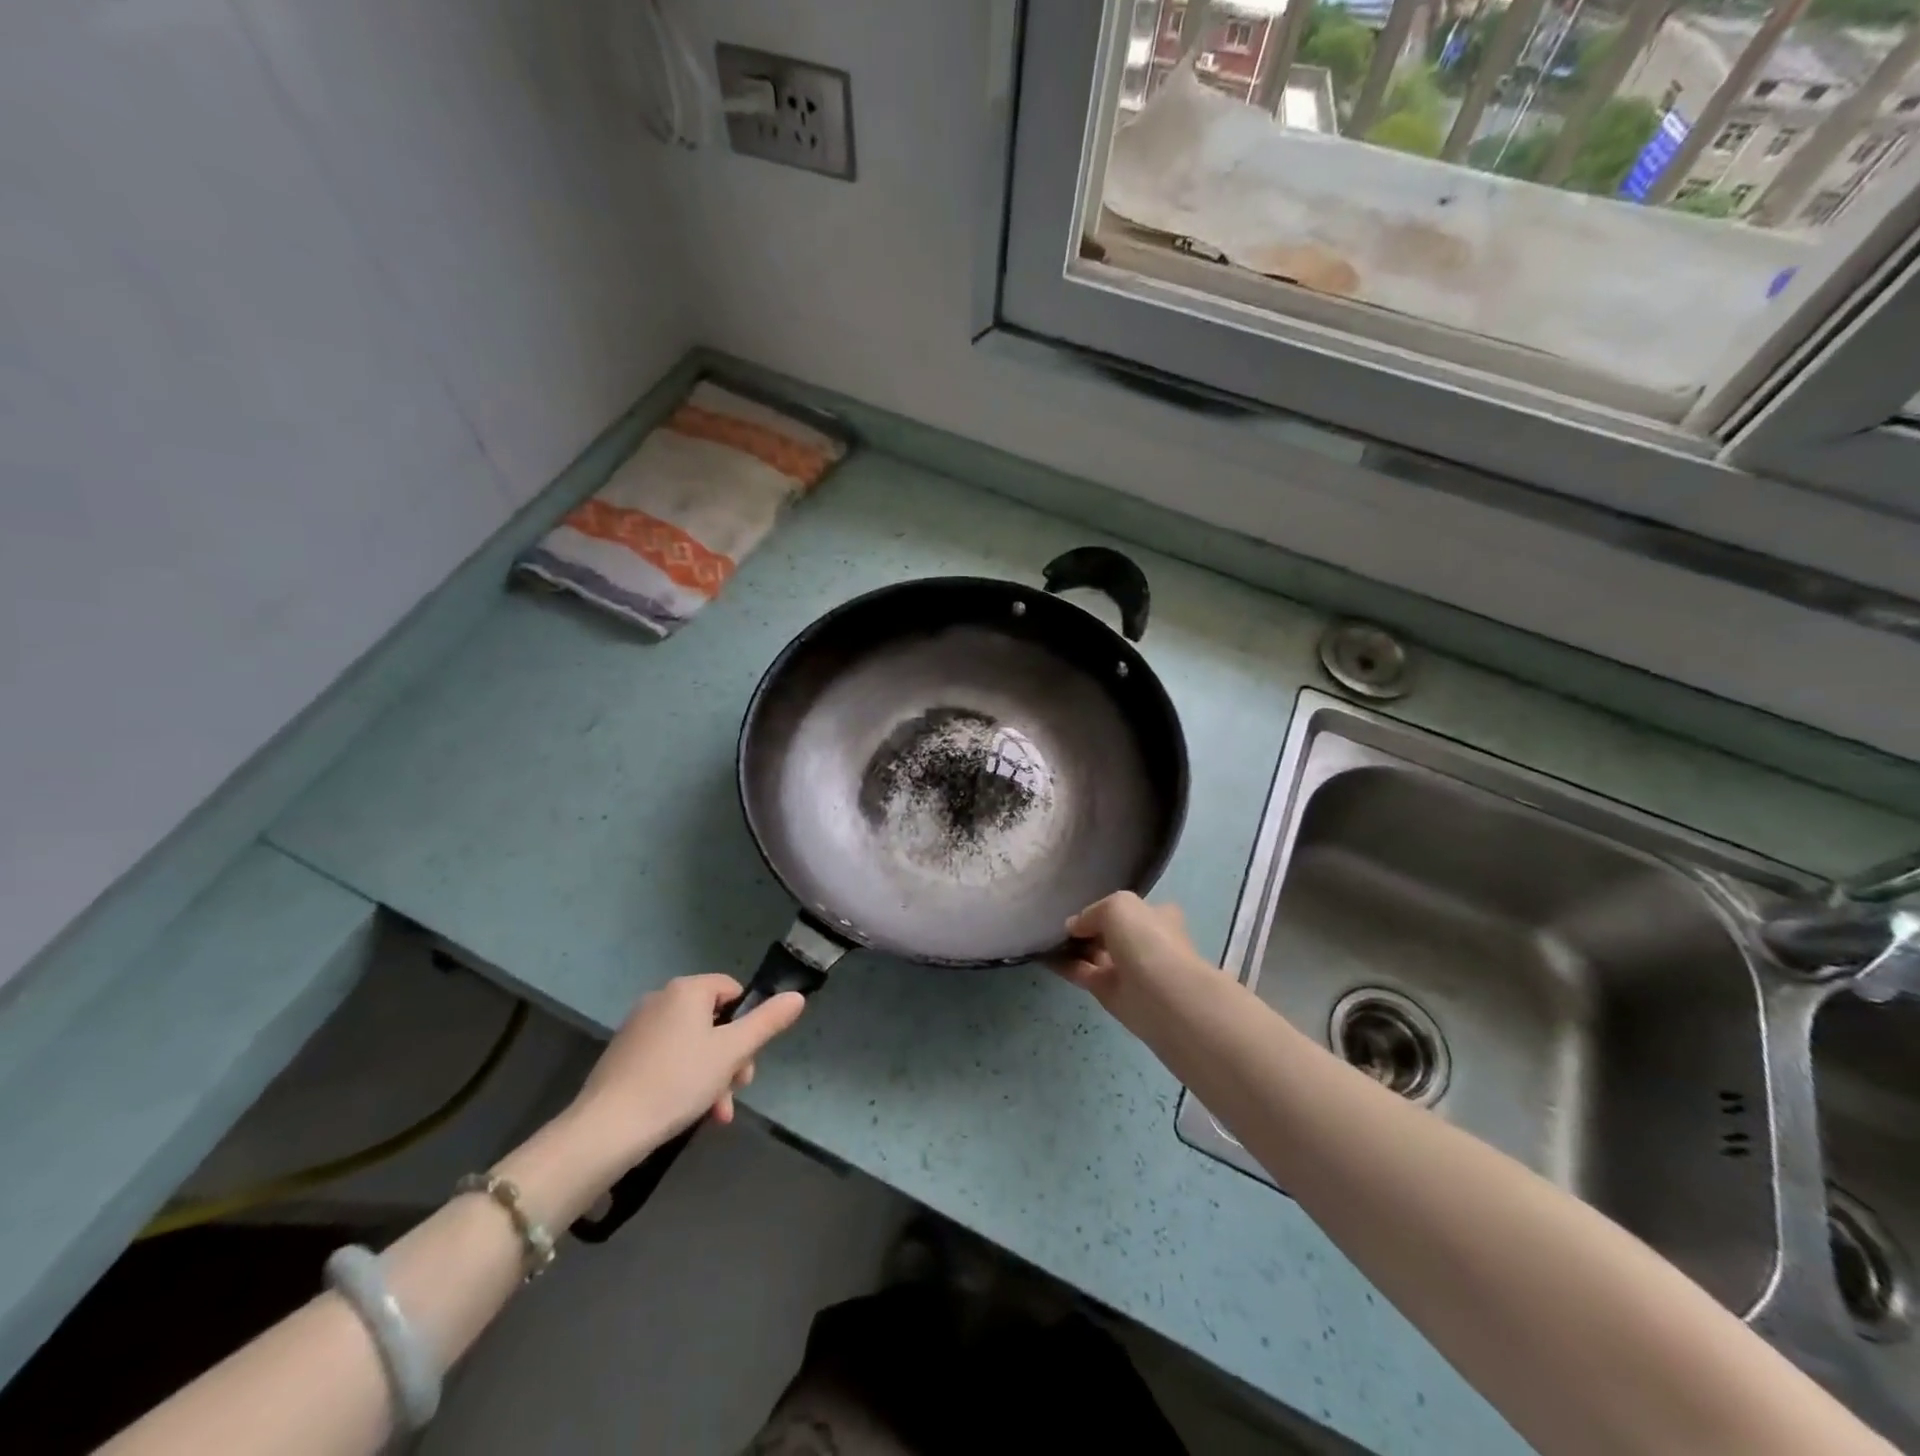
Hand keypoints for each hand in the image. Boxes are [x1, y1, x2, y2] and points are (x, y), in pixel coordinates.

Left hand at [569, 975, 806, 1170]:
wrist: (606, 1129)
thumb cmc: (677, 1081)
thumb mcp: (732, 1052)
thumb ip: (767, 1022)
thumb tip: (797, 996)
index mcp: (687, 989)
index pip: (732, 990)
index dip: (747, 1022)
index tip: (748, 1059)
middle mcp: (660, 999)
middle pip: (712, 1021)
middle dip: (730, 1058)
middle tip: (735, 1091)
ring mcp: (637, 1028)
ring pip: (691, 1045)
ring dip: (711, 1076)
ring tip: (714, 1115)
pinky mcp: (622, 1056)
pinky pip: (666, 1059)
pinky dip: (683, 1080)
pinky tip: (687, 1112)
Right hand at [1053, 893, 1203, 1011]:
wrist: (1161, 995)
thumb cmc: (1146, 940)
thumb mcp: (1118, 905)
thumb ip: (1093, 911)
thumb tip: (1074, 926)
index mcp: (1157, 917)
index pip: (1131, 909)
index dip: (1108, 907)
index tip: (1081, 904)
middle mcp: (1144, 942)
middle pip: (1110, 932)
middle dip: (1087, 928)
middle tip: (1058, 920)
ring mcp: (1126, 969)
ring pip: (1094, 953)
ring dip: (1072, 946)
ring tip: (1045, 934)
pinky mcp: (1108, 992)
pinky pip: (1081, 973)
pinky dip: (1063, 965)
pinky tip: (1043, 954)